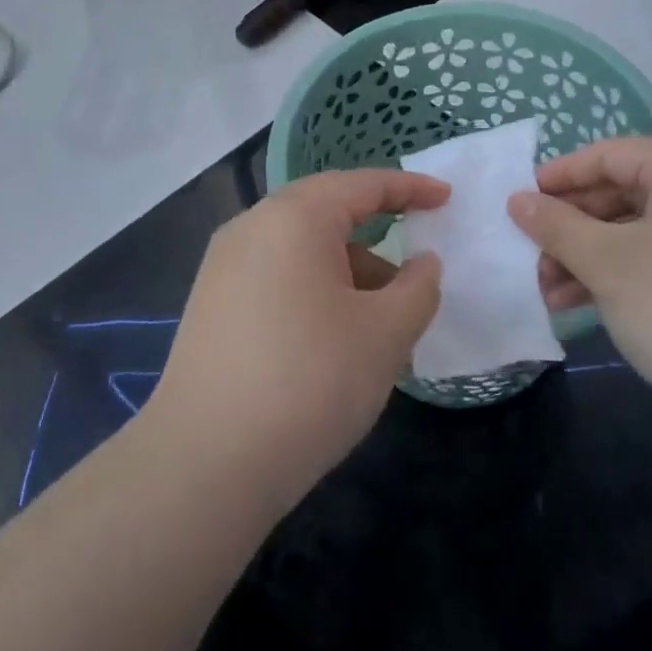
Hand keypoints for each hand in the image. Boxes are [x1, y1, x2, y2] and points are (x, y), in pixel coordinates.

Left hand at [147, 169, 446, 506]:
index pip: (361, 185)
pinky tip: (335, 343)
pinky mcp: (210, 309)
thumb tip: (422, 264)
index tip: (446, 199)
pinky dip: (316, 294)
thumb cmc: (310, 380)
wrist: (205, 465)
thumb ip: (418, 287)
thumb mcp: (386, 333)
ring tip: (381, 326)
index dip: (409, 189)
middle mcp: (251, 230)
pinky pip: (277, 281)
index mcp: (293, 218)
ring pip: (301, 253)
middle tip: (415, 272)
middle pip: (326, 215)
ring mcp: (222, 270)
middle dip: (378, 239)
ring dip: (348, 275)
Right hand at [507, 138, 651, 408]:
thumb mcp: (609, 263)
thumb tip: (519, 200)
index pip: (611, 155)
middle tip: (530, 256)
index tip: (517, 203)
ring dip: (591, 257)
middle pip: (627, 193)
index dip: (559, 177)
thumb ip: (558, 226)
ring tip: (547, 291)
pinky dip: (626, 275)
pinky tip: (584, 306)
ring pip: (644, 232)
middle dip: (572, 227)